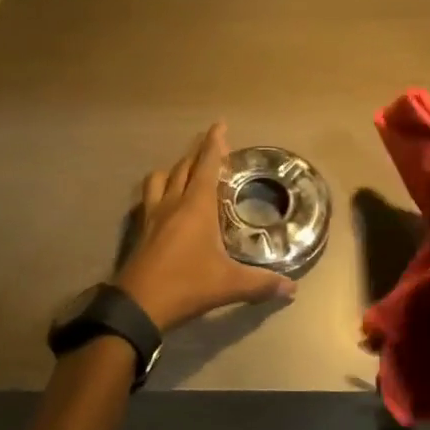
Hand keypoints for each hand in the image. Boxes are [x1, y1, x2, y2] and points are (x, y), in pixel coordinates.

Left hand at [116, 123, 293, 332]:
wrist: (138, 305)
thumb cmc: (186, 284)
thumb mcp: (229, 284)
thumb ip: (261, 283)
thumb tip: (292, 289)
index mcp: (196, 206)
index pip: (206, 165)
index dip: (214, 143)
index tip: (219, 125)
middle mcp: (173, 202)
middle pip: (184, 167)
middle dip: (198, 153)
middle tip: (212, 147)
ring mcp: (152, 215)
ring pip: (161, 178)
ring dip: (175, 169)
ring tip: (186, 172)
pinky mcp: (140, 229)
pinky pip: (148, 198)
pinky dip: (159, 190)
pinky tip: (164, 202)